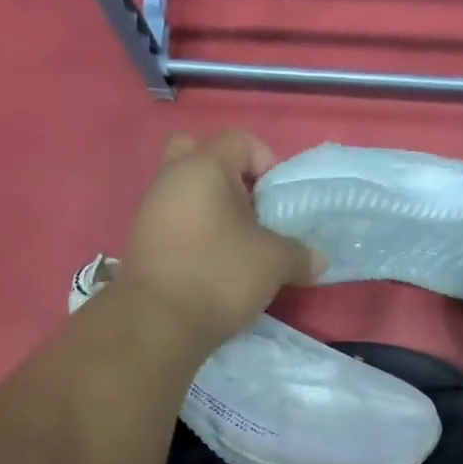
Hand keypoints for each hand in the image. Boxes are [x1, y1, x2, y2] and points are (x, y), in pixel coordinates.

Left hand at [119, 130, 323, 347]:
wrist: (158, 322)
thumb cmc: (219, 275)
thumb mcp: (273, 263)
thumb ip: (299, 254)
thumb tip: (319, 261)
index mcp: (204, 166)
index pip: (241, 141)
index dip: (268, 163)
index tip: (280, 201)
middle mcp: (171, 178)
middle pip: (201, 155)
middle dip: (231, 177)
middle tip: (251, 209)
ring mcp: (152, 210)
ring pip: (186, 192)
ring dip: (213, 210)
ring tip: (239, 245)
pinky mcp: (144, 242)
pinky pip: (176, 222)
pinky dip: (197, 234)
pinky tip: (216, 265)